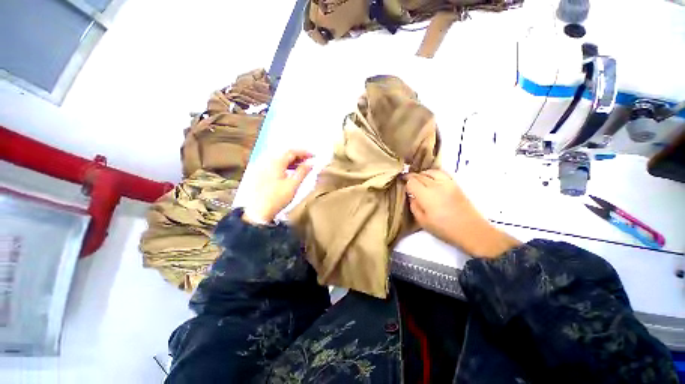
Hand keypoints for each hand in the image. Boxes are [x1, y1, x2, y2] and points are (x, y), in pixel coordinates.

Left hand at [244, 150, 313, 223]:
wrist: (257, 212)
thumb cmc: (276, 198)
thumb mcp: (293, 185)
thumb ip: (302, 172)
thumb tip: (311, 163)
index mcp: (275, 162)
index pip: (291, 151)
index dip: (304, 152)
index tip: (313, 156)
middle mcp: (266, 161)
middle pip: (284, 153)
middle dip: (298, 156)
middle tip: (308, 161)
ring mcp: (260, 167)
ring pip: (278, 158)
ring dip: (291, 161)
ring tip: (301, 167)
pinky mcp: (258, 173)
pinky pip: (273, 164)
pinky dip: (283, 165)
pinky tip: (288, 172)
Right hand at [405, 169, 520, 257]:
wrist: (471, 230)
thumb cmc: (444, 229)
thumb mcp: (422, 221)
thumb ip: (414, 206)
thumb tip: (411, 196)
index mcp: (426, 195)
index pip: (412, 181)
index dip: (405, 181)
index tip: (401, 182)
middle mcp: (436, 185)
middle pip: (420, 175)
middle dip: (412, 177)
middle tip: (407, 181)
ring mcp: (447, 183)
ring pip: (431, 171)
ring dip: (422, 174)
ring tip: (419, 179)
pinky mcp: (455, 184)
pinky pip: (442, 173)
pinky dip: (433, 173)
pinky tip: (431, 178)